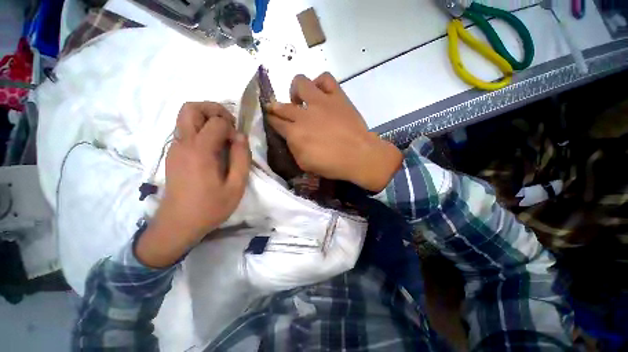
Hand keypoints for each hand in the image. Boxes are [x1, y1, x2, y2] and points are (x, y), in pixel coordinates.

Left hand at [137, 102, 250, 267]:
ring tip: (222, 136)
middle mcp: (183, 143)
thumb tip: (241, 136)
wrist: (178, 224)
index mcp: (200, 151)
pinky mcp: (173, 154)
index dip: (232, 128)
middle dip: (214, 109)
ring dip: (206, 118)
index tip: (238, 143)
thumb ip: (242, 158)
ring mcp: (174, 148)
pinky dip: (200, 129)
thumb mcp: (236, 186)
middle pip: (191, 108)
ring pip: (185, 117)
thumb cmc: (210, 207)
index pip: (217, 122)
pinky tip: (212, 148)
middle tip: (229, 125)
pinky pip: (185, 131)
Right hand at [267, 73, 401, 191]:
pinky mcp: (337, 97)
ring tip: (301, 100)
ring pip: (300, 83)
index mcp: (295, 133)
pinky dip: (319, 82)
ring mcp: (321, 102)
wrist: (359, 156)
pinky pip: (325, 79)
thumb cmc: (332, 165)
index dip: (271, 121)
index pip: (275, 123)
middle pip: (282, 106)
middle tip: (280, 112)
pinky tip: (320, 92)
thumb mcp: (305, 164)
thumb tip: (291, 137)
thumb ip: (293, 148)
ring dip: (296, 91)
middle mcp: (304, 114)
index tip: (271, 120)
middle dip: (276, 108)